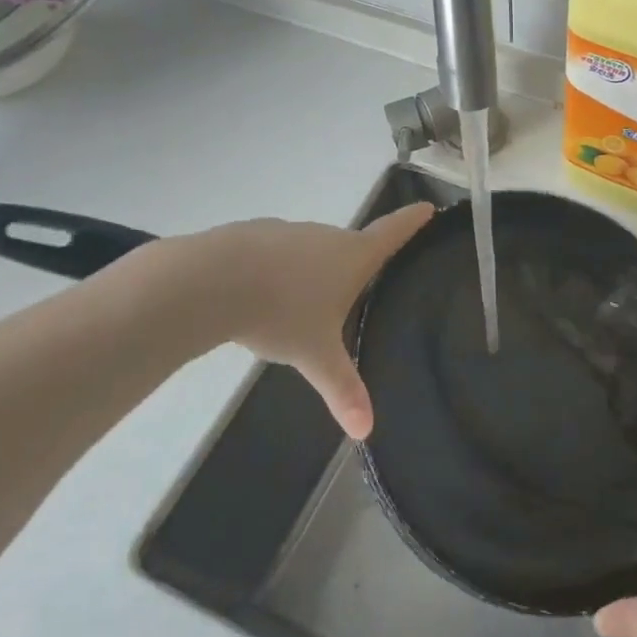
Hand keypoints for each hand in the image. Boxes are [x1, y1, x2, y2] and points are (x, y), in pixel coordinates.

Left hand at [210, 202, 432, 439]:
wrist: (210, 281)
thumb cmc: (281, 313)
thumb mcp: (316, 356)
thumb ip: (342, 389)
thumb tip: (365, 430)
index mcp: (351, 256)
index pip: (391, 233)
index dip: (412, 221)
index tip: (426, 207)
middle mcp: (323, 235)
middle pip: (348, 244)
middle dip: (352, 263)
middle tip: (354, 289)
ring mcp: (285, 231)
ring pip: (307, 250)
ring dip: (309, 270)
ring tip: (298, 305)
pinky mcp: (249, 234)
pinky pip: (272, 253)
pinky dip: (274, 270)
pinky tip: (258, 297)